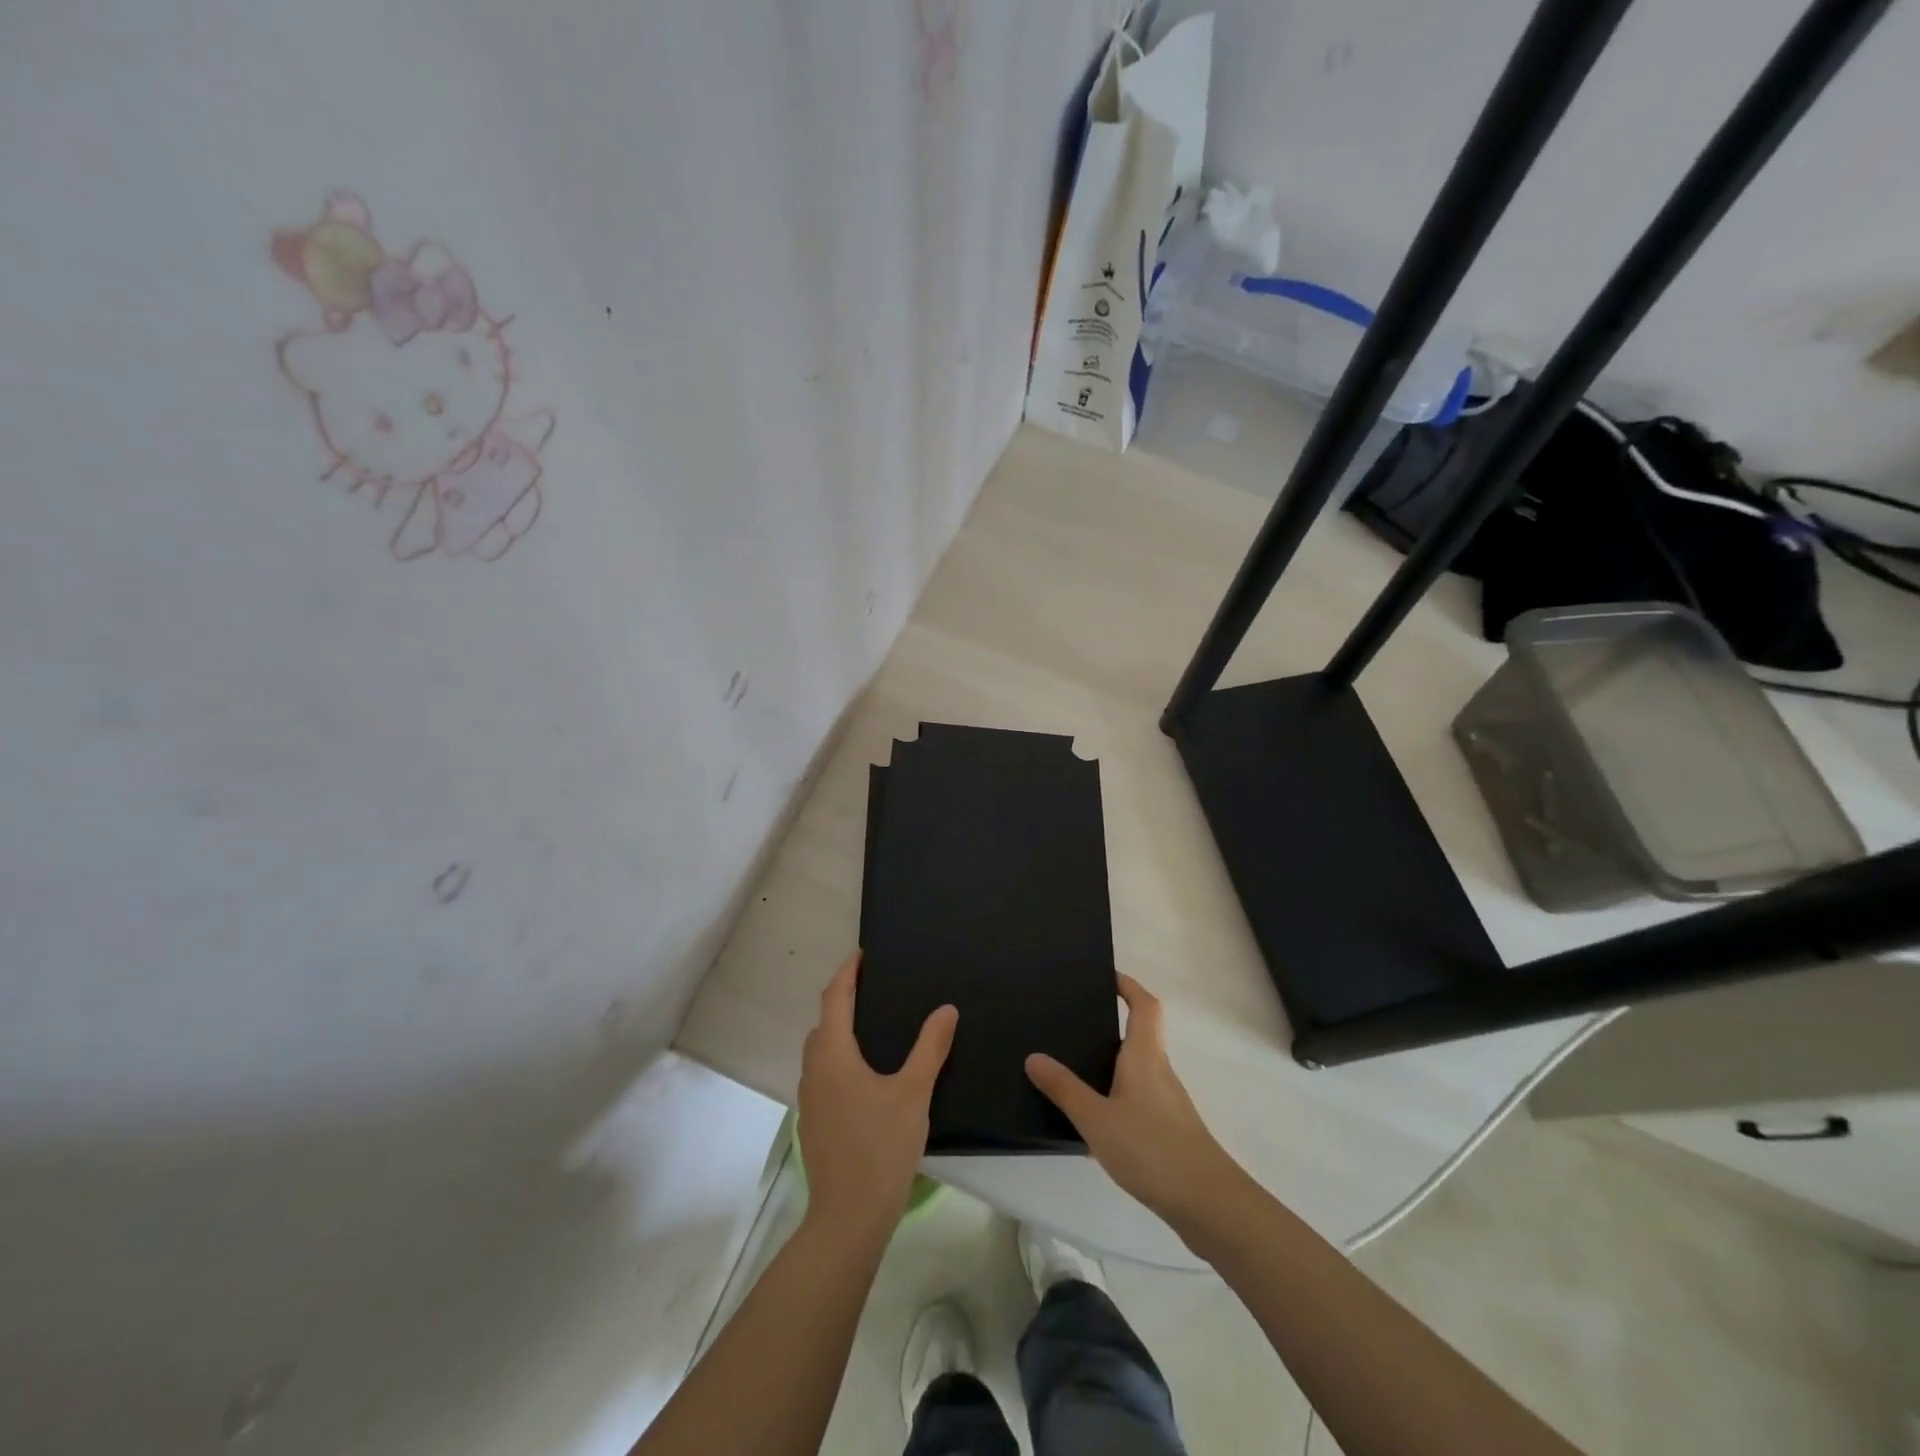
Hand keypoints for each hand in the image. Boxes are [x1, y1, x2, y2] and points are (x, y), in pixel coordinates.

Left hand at [797, 952, 956, 1235]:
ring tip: (871, 1027)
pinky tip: (865, 1075)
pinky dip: (838, 1059)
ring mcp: (810, 1099)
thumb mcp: (914, 1093)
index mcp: (834, 1055)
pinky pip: (823, 1074)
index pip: (834, 998)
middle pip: (823, 1022)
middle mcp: (814, 1070)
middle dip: (841, 1000)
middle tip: (872, 988)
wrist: (848, 1217)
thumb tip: (946, 1009)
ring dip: (838, 1031)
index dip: (846, 973)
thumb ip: (930, 1048)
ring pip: (820, 1051)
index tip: (861, 954)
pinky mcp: (814, 1122)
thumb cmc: (881, 1147)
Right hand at [1026, 974, 1241, 1229]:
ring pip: (1138, 1070)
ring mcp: (1169, 1103)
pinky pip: (1140, 1099)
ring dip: (1112, 1064)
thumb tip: (1034, 1056)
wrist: (1209, 1204)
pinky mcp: (1171, 1131)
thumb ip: (1064, 1089)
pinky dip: (1118, 1096)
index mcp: (1145, 1055)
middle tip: (1073, 1025)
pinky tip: (1096, 1120)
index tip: (1107, 976)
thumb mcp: (1096, 1118)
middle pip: (1140, 1035)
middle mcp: (1160, 1070)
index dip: (1129, 986)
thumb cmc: (1151, 1149)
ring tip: (1075, 1071)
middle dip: (1111, 1026)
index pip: (1144, 1005)